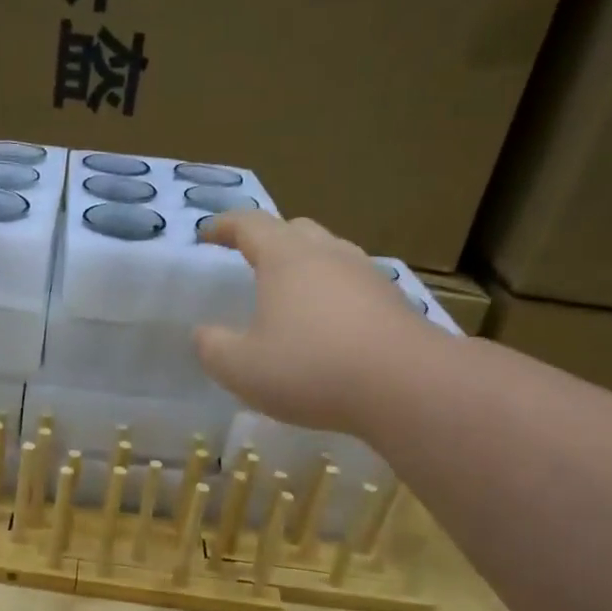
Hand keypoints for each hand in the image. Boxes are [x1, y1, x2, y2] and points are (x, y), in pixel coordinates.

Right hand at [195, 211, 437, 433]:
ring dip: (305, 266)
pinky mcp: (393, 301)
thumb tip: (204, 334)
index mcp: (286, 258)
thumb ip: (213, 348)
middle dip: (268, 239)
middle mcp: (328, 254)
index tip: (206, 235)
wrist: (406, 385)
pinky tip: (328, 327)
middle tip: (250, 260)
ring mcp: (366, 275)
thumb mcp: (241, 368)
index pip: (250, 224)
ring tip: (290, 295)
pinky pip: (353, 285)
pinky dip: (332, 294)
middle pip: (295, 230)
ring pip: (329, 255)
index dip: (224, 226)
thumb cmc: (311, 368)